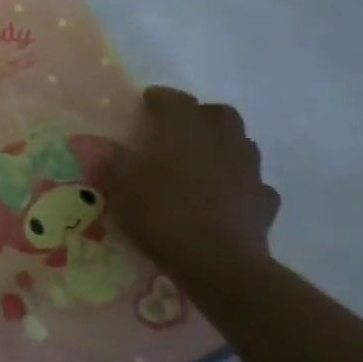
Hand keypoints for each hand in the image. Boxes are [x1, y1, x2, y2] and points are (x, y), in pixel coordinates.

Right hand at [107, 87, 280, 276]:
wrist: (218, 262)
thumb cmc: (162, 213)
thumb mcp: (121, 185)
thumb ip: (111, 160)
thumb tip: (97, 144)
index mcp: (185, 128)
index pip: (174, 99)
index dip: (158, 99)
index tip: (144, 105)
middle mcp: (221, 140)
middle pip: (218, 114)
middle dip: (199, 116)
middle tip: (177, 131)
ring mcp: (249, 170)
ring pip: (240, 144)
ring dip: (222, 146)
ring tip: (199, 163)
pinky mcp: (265, 201)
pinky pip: (252, 182)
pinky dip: (238, 183)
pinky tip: (223, 197)